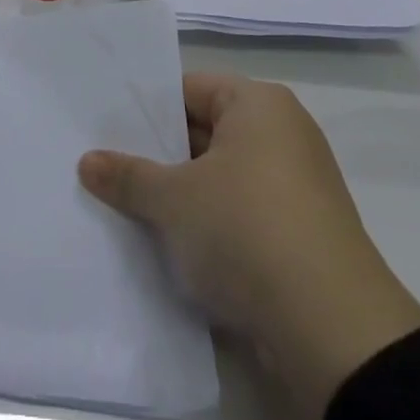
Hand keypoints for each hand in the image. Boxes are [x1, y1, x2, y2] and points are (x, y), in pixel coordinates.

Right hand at [79, 74, 419, 419]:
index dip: (149, 108)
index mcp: (259, 104)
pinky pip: (244, 214)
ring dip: (184, 196)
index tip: (108, 130)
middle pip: (207, 132)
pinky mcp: (302, 234)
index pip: (191, 89)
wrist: (332, 329)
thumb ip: (128, 176)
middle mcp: (283, 134)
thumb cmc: (247, 230)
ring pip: (223, 178)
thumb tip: (86, 161)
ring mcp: (297, 186)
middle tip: (111, 170)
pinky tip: (174, 248)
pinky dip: (213, 226)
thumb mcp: (174, 200)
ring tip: (131, 210)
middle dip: (161, 155)